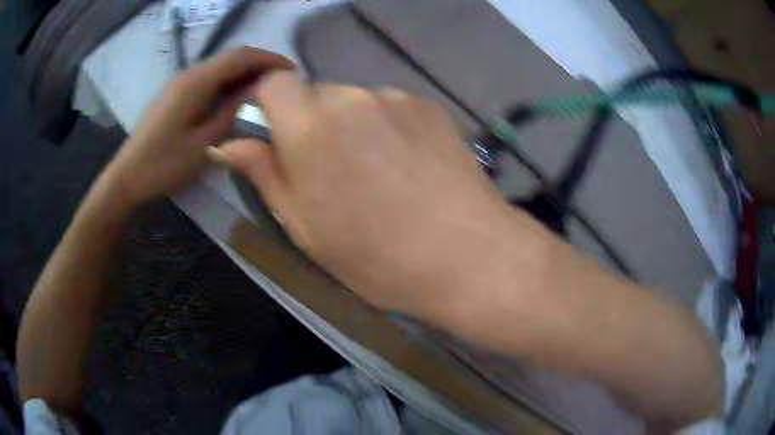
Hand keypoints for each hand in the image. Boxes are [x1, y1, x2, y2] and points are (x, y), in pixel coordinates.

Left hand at [104, 47, 293, 204]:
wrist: (127, 177)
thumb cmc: (163, 165)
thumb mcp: (203, 143)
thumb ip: (232, 111)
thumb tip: (260, 88)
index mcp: (196, 82)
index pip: (241, 56)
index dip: (269, 59)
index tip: (293, 72)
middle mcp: (189, 73)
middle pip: (231, 57)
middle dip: (260, 64)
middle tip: (283, 83)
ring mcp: (180, 82)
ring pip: (220, 67)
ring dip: (244, 73)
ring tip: (265, 91)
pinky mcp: (175, 93)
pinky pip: (208, 78)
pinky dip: (228, 82)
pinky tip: (236, 98)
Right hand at [213, 72, 529, 316]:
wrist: (466, 254)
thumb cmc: (375, 255)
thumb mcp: (304, 226)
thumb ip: (263, 174)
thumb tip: (228, 143)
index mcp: (311, 126)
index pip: (273, 83)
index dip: (267, 103)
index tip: (275, 136)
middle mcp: (352, 98)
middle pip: (315, 94)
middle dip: (311, 124)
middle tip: (330, 171)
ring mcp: (396, 98)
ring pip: (354, 102)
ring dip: (351, 126)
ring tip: (376, 174)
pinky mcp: (429, 106)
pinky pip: (390, 108)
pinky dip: (385, 128)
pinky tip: (407, 166)